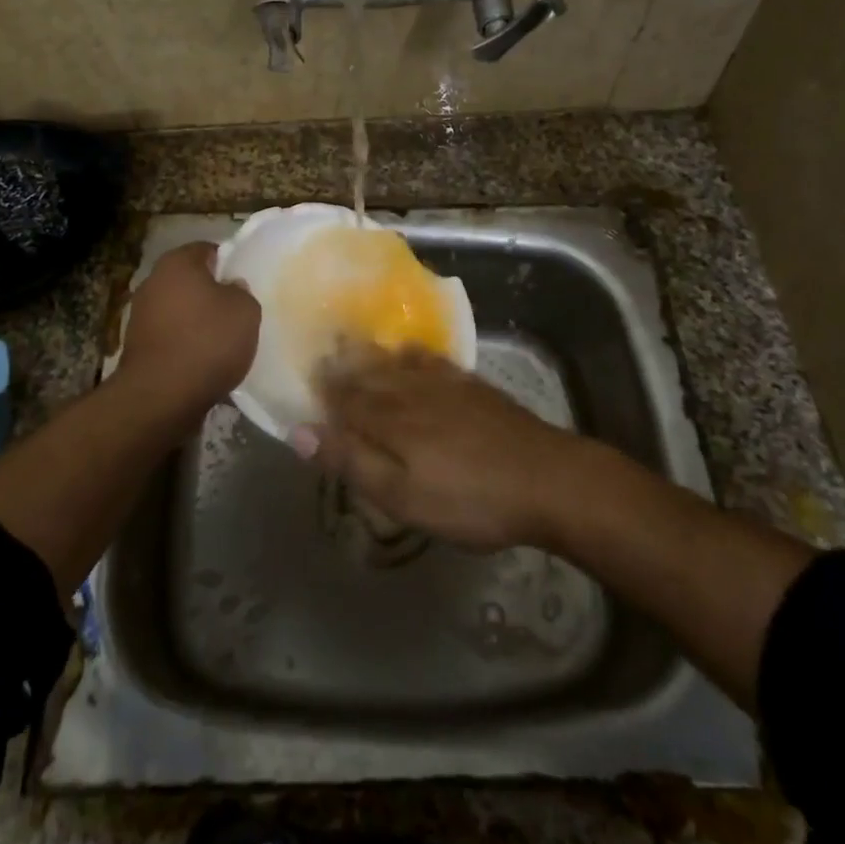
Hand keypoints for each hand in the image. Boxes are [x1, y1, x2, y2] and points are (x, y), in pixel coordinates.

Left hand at [120, 242, 259, 414]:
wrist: (161, 397)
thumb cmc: (208, 341)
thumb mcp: (246, 311)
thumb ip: (242, 292)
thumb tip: (230, 288)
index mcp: (177, 262)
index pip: (207, 250)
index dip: (229, 264)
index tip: (244, 284)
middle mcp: (152, 281)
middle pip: (190, 280)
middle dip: (211, 293)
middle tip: (236, 312)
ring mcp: (140, 314)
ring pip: (179, 309)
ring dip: (197, 321)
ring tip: (221, 342)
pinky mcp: (136, 346)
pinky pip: (170, 336)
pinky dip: (184, 344)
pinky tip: (202, 361)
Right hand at [296, 345, 583, 550]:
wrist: (546, 478)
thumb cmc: (468, 498)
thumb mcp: (402, 496)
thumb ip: (351, 461)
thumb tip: (299, 431)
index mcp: (389, 418)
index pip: (344, 398)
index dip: (322, 391)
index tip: (303, 380)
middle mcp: (410, 390)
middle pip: (368, 374)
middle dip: (342, 366)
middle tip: (321, 355)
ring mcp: (444, 383)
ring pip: (396, 362)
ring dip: (371, 354)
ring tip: (354, 345)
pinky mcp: (471, 385)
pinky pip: (430, 359)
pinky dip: (410, 354)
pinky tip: (410, 353)